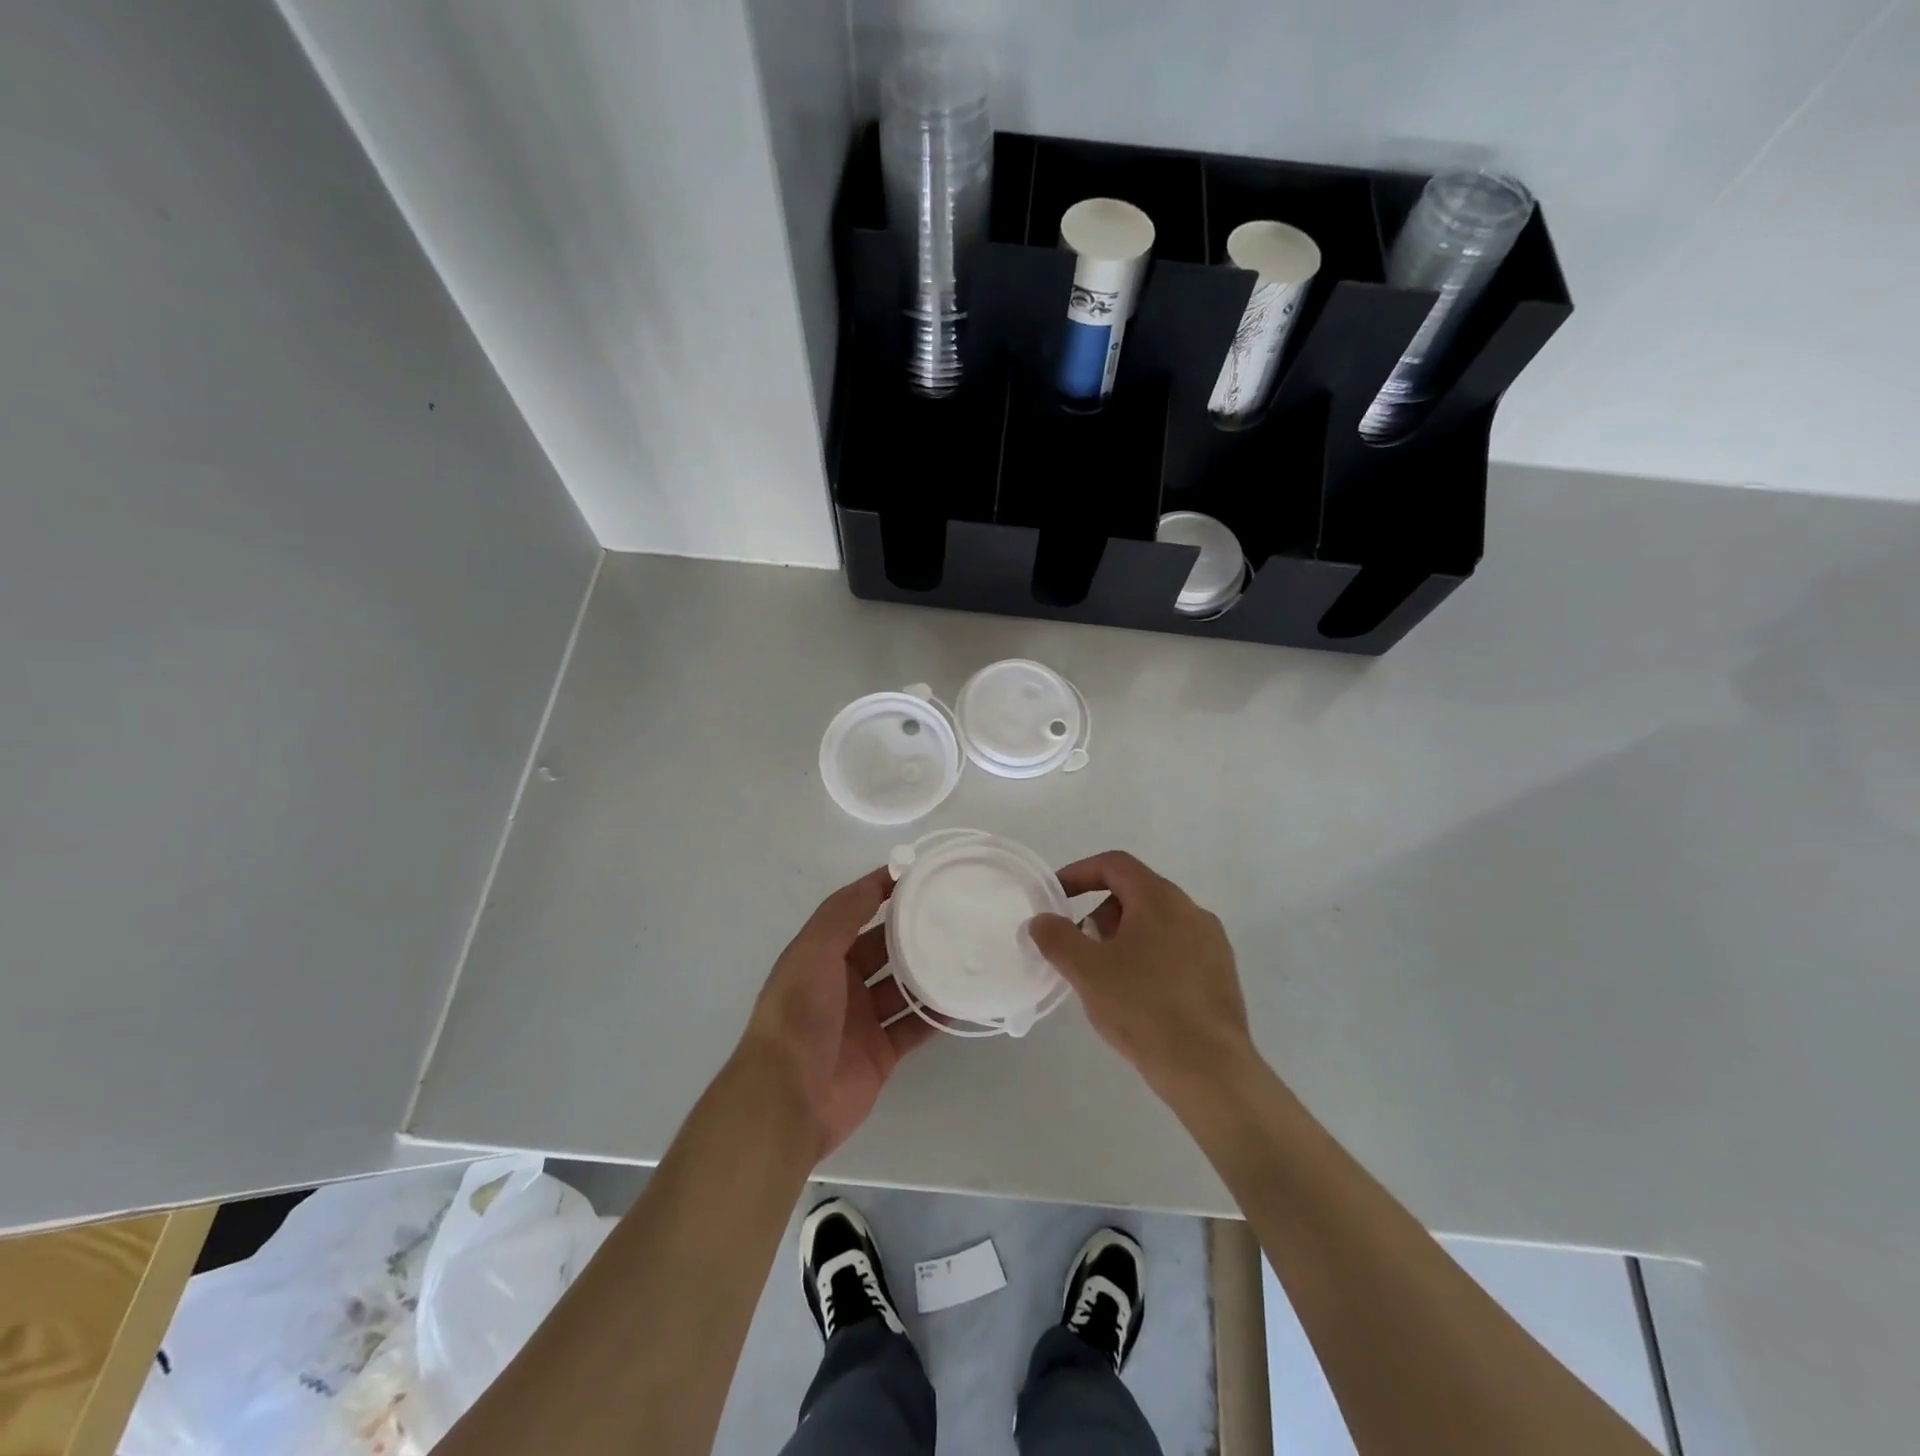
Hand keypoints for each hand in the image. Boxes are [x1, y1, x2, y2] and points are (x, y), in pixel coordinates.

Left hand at [739, 867, 935, 1160]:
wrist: (789, 1098)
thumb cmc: (798, 1014)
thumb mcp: (814, 951)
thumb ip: (844, 913)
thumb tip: (880, 878)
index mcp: (819, 956)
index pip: (855, 912)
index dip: (882, 892)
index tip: (919, 873)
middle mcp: (840, 984)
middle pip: (883, 949)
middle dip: (912, 932)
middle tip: (953, 913)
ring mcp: (862, 1020)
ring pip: (902, 988)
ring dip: (928, 973)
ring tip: (965, 952)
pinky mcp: (881, 1053)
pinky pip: (913, 1027)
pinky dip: (935, 1016)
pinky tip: (962, 999)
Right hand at [1027, 851, 1255, 1097]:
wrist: (1209, 1070)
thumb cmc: (1143, 1009)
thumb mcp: (1087, 972)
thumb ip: (1057, 938)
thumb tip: (1041, 920)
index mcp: (1160, 899)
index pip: (1115, 865)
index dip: (1080, 873)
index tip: (1057, 897)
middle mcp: (1191, 911)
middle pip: (1136, 893)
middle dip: (1101, 914)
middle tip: (1081, 949)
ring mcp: (1212, 943)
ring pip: (1156, 923)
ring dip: (1124, 938)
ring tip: (1107, 979)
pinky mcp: (1222, 974)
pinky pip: (1176, 950)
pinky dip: (1149, 958)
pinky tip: (1139, 998)